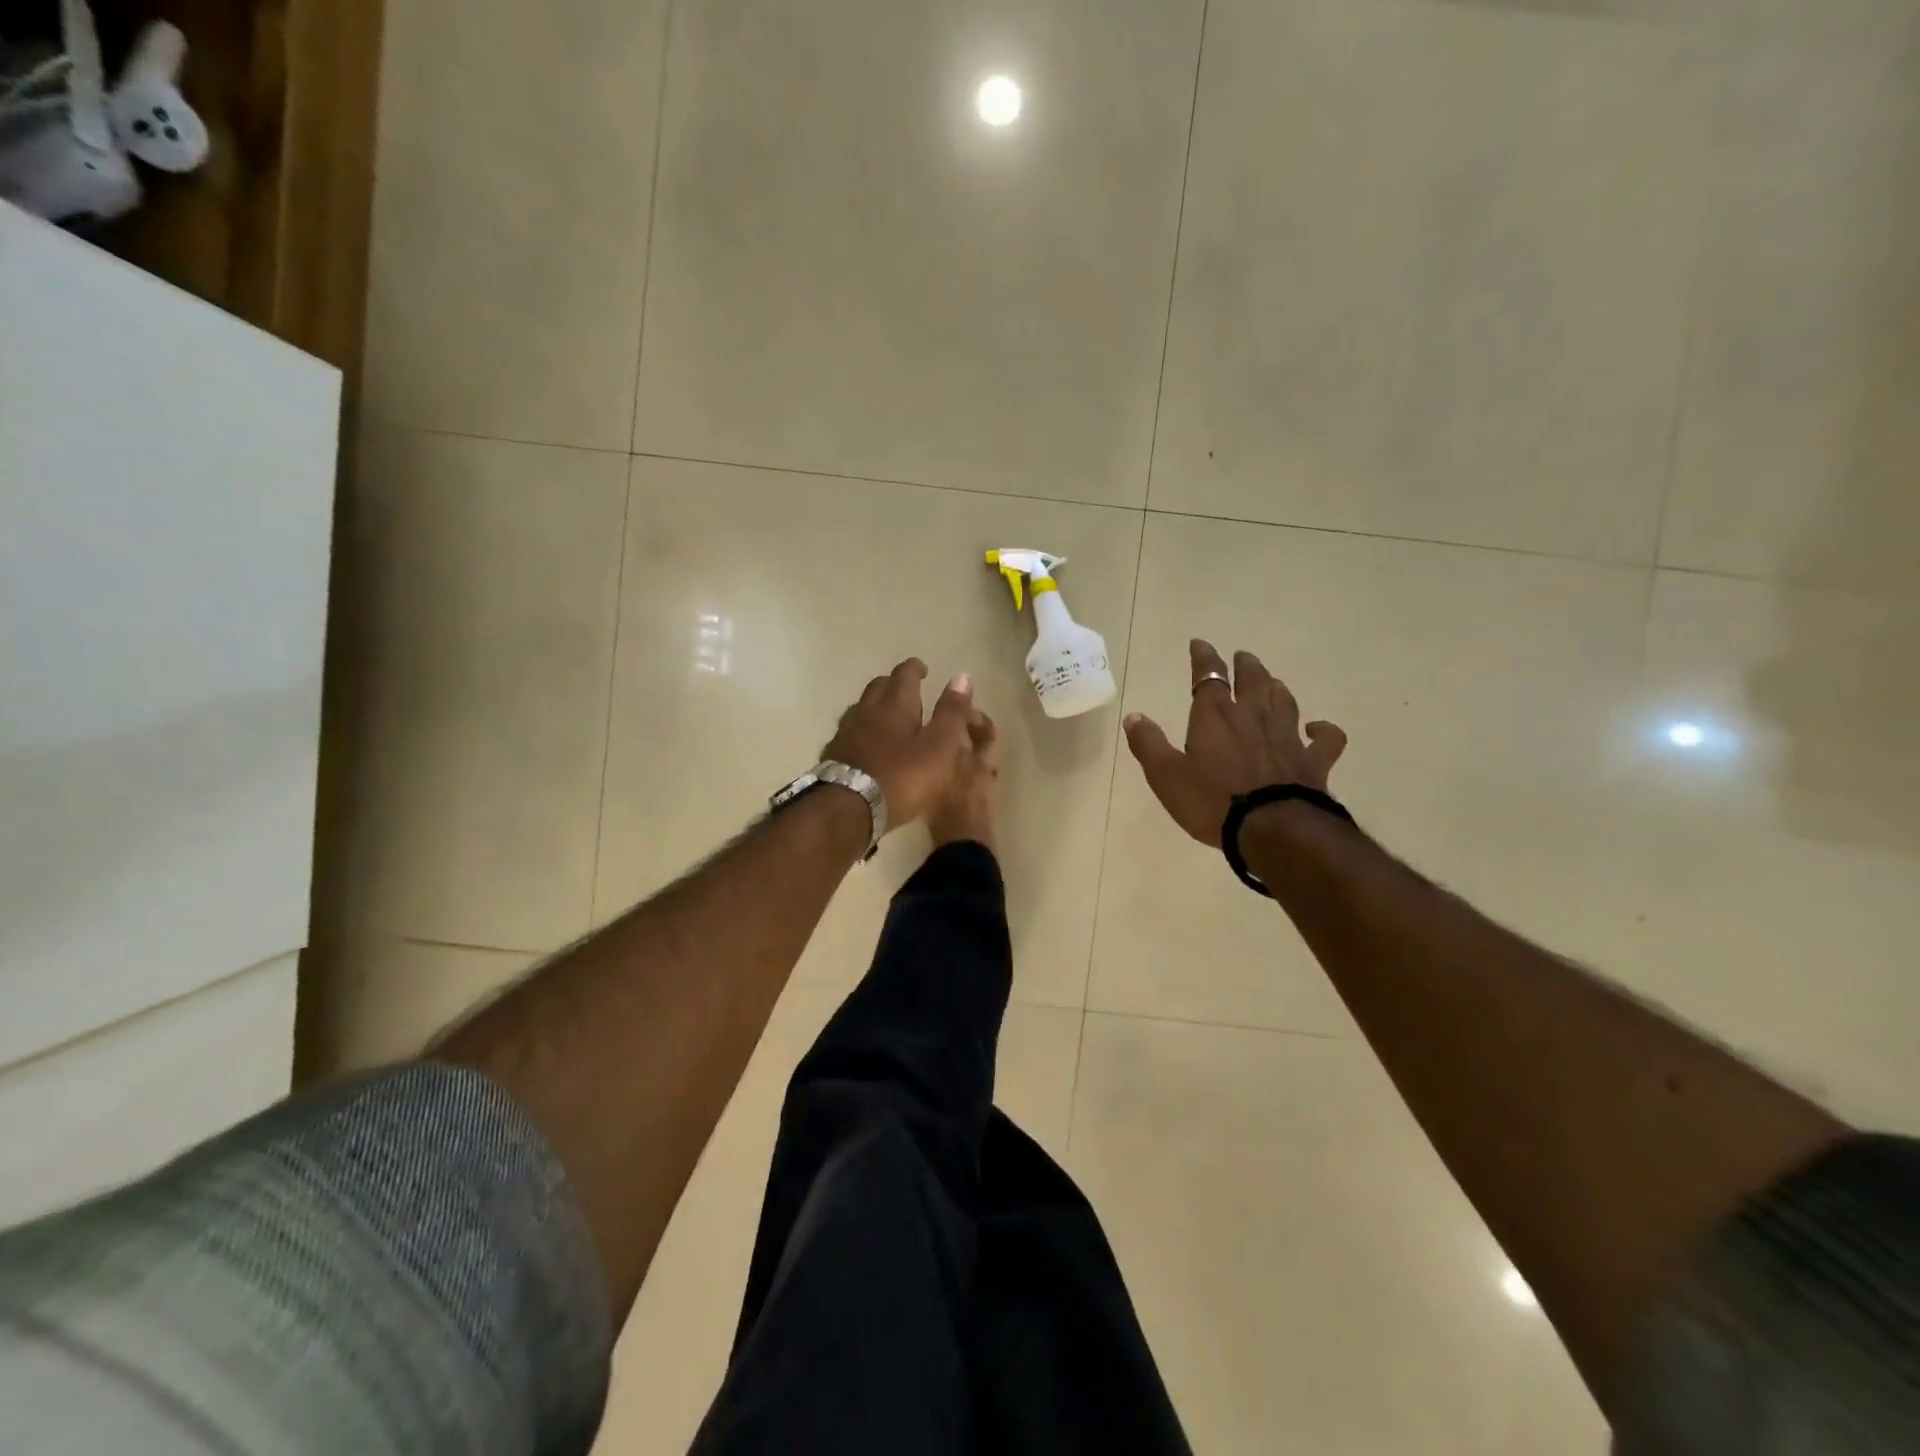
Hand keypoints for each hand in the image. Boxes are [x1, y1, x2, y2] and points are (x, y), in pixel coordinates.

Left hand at [822, 659, 980, 829]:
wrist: (848, 808)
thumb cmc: (902, 777)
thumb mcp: (939, 747)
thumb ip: (951, 713)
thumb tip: (961, 677)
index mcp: (895, 704)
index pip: (904, 675)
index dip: (915, 669)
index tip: (923, 669)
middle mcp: (867, 711)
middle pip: (878, 687)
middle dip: (893, 684)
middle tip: (907, 690)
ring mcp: (845, 733)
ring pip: (860, 708)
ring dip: (875, 707)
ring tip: (887, 716)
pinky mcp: (833, 756)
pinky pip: (849, 733)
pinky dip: (861, 732)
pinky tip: (865, 745)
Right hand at [1124, 640, 1347, 845]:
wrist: (1272, 829)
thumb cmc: (1212, 802)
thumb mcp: (1166, 775)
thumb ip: (1148, 744)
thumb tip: (1134, 717)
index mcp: (1215, 716)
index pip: (1208, 676)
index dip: (1204, 658)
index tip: (1200, 644)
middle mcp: (1252, 717)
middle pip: (1252, 680)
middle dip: (1245, 666)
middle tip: (1243, 657)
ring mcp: (1287, 737)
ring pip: (1284, 700)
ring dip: (1276, 687)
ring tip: (1272, 682)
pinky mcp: (1313, 761)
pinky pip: (1326, 739)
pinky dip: (1324, 730)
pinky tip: (1318, 728)